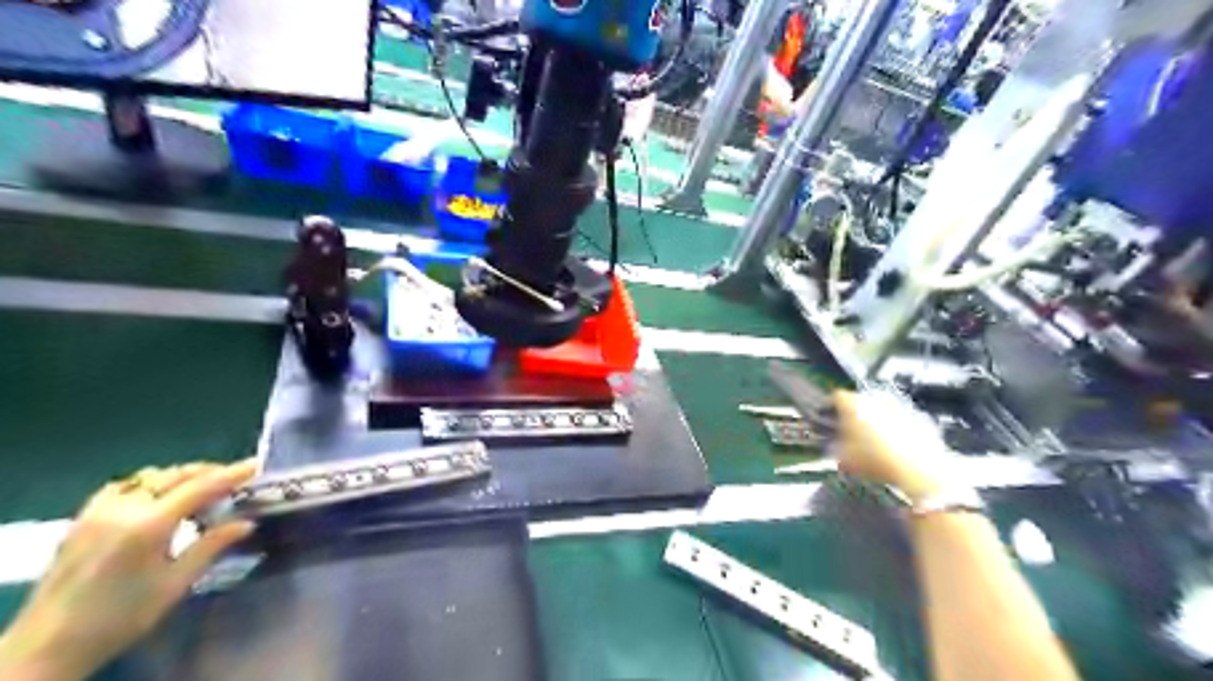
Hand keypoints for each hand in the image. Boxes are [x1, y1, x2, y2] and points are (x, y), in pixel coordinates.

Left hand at [0, 459, 255, 677]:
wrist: (48, 646)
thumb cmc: (122, 617)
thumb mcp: (176, 584)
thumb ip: (212, 546)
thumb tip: (247, 522)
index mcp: (149, 525)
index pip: (200, 487)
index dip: (232, 474)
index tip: (257, 465)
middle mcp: (123, 509)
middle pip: (175, 476)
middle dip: (209, 472)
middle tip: (236, 479)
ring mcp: (98, 511)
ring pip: (150, 477)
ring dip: (181, 476)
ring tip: (202, 487)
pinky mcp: (82, 519)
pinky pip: (123, 486)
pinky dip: (149, 483)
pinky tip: (158, 496)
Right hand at [835, 392, 957, 501]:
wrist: (920, 470)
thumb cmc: (876, 461)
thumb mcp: (846, 459)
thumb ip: (836, 448)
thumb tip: (833, 447)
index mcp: (853, 404)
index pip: (836, 397)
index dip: (831, 407)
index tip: (830, 419)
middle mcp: (875, 399)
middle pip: (860, 402)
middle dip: (855, 415)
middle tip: (852, 433)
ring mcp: (899, 406)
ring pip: (881, 410)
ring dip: (876, 421)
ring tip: (875, 442)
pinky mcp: (918, 416)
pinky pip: (901, 419)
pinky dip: (896, 429)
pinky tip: (896, 447)